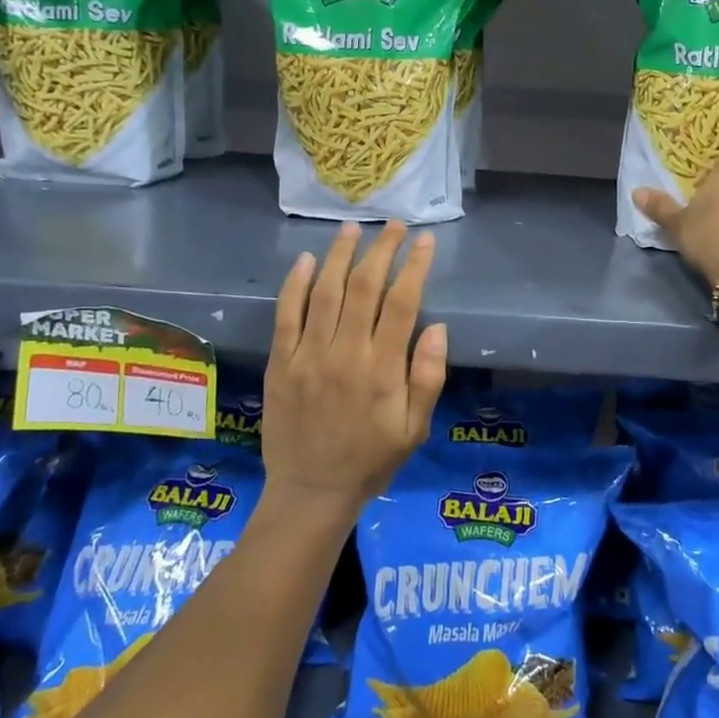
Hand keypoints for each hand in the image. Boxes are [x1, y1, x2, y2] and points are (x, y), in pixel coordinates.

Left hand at [260, 222, 447, 520]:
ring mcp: (308, 355)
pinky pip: (286, 315)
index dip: (414, 267)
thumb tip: (437, 328)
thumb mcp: (415, 429)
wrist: (312, 491)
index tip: (424, 241)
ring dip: (339, 255)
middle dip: (381, 250)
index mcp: (382, 369)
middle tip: (393, 226)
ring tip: (352, 228)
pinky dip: (295, 284)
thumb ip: (427, 378)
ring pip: (325, 292)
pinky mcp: (281, 362)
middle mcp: (345, 353)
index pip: (402, 304)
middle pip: (364, 287)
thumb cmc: (371, 460)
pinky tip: (305, 260)